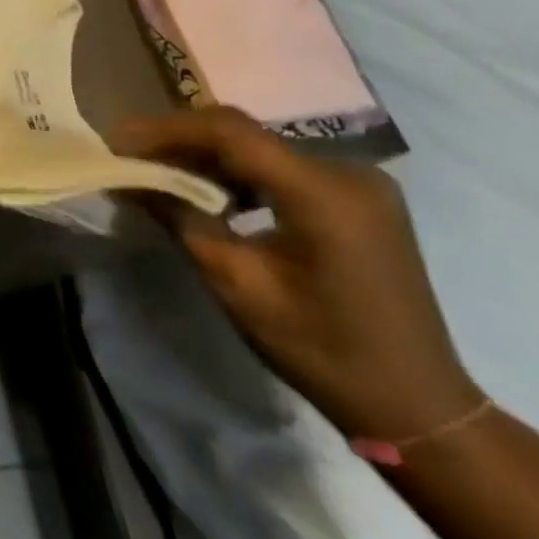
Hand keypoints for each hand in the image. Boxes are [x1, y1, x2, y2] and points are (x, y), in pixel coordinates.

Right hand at [114, 109, 482, 441]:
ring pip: (259, 147)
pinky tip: (209, 190)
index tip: (117, 141)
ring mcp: (358, 182)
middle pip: (244, 134)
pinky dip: (238, 172)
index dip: (167, 129)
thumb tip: (130, 178)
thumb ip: (181, 219)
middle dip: (180, 140)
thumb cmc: (324, 351)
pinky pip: (281, 165)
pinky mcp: (358, 196)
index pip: (230, 132)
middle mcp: (348, 171)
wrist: (420, 409)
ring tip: (157, 170)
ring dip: (206, 155)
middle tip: (129, 154)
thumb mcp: (238, 285)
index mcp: (324, 193)